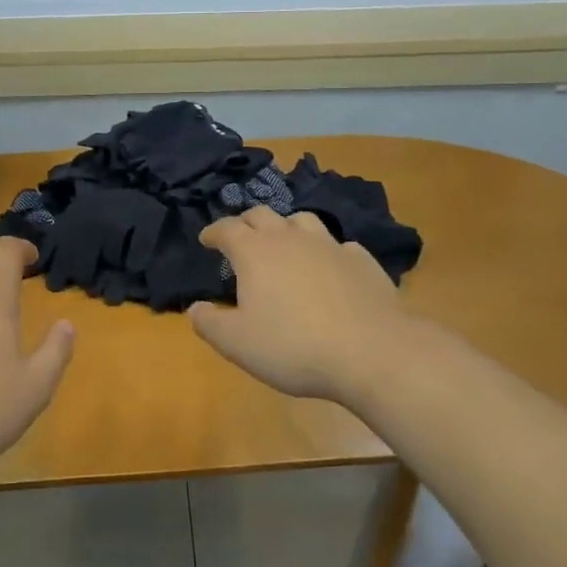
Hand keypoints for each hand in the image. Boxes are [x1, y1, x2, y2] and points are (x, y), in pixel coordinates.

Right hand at [189, 207, 417, 406]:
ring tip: (283, 243)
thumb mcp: (237, 343)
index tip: (206, 240)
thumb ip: (209, 323)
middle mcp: (290, 238)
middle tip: (240, 236)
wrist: (371, 352)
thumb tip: (195, 307)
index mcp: (255, 252)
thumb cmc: (293, 346)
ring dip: (286, 227)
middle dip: (246, 222)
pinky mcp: (361, 260)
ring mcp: (330, 245)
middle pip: (262, 214)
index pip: (226, 228)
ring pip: (302, 220)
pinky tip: (328, 266)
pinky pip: (338, 244)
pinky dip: (325, 250)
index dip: (213, 232)